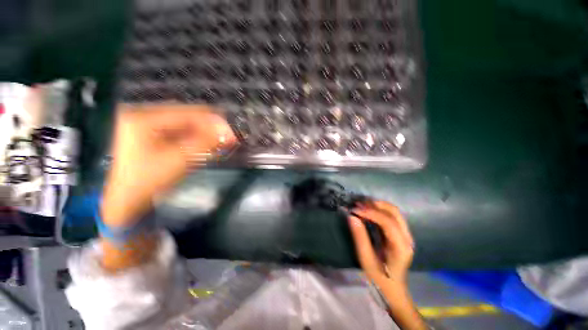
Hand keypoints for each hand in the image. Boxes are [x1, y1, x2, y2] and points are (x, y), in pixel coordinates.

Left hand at [101, 104, 235, 227]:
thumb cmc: (148, 181)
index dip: (214, 123)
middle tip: (228, 140)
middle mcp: (145, 114)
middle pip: (189, 116)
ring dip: (206, 133)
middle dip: (211, 128)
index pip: (190, 112)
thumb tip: (229, 133)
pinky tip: (206, 145)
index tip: (231, 134)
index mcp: (145, 117)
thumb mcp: (180, 160)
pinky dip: (196, 138)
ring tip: (220, 144)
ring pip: (187, 124)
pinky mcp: (153, 132)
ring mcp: (148, 123)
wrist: (126, 199)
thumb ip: (205, 143)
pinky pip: (181, 131)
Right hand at [348, 201, 425, 329]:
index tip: (354, 210)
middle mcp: (407, 238)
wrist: (393, 287)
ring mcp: (407, 234)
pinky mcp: (402, 233)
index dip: (370, 213)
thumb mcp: (366, 259)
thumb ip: (359, 236)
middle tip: (357, 205)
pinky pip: (392, 215)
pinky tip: (368, 210)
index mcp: (401, 247)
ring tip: (361, 205)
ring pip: (394, 211)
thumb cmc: (378, 277)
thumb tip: (351, 216)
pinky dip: (379, 209)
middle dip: (374, 205)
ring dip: (377, 205)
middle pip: (394, 212)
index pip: (388, 222)